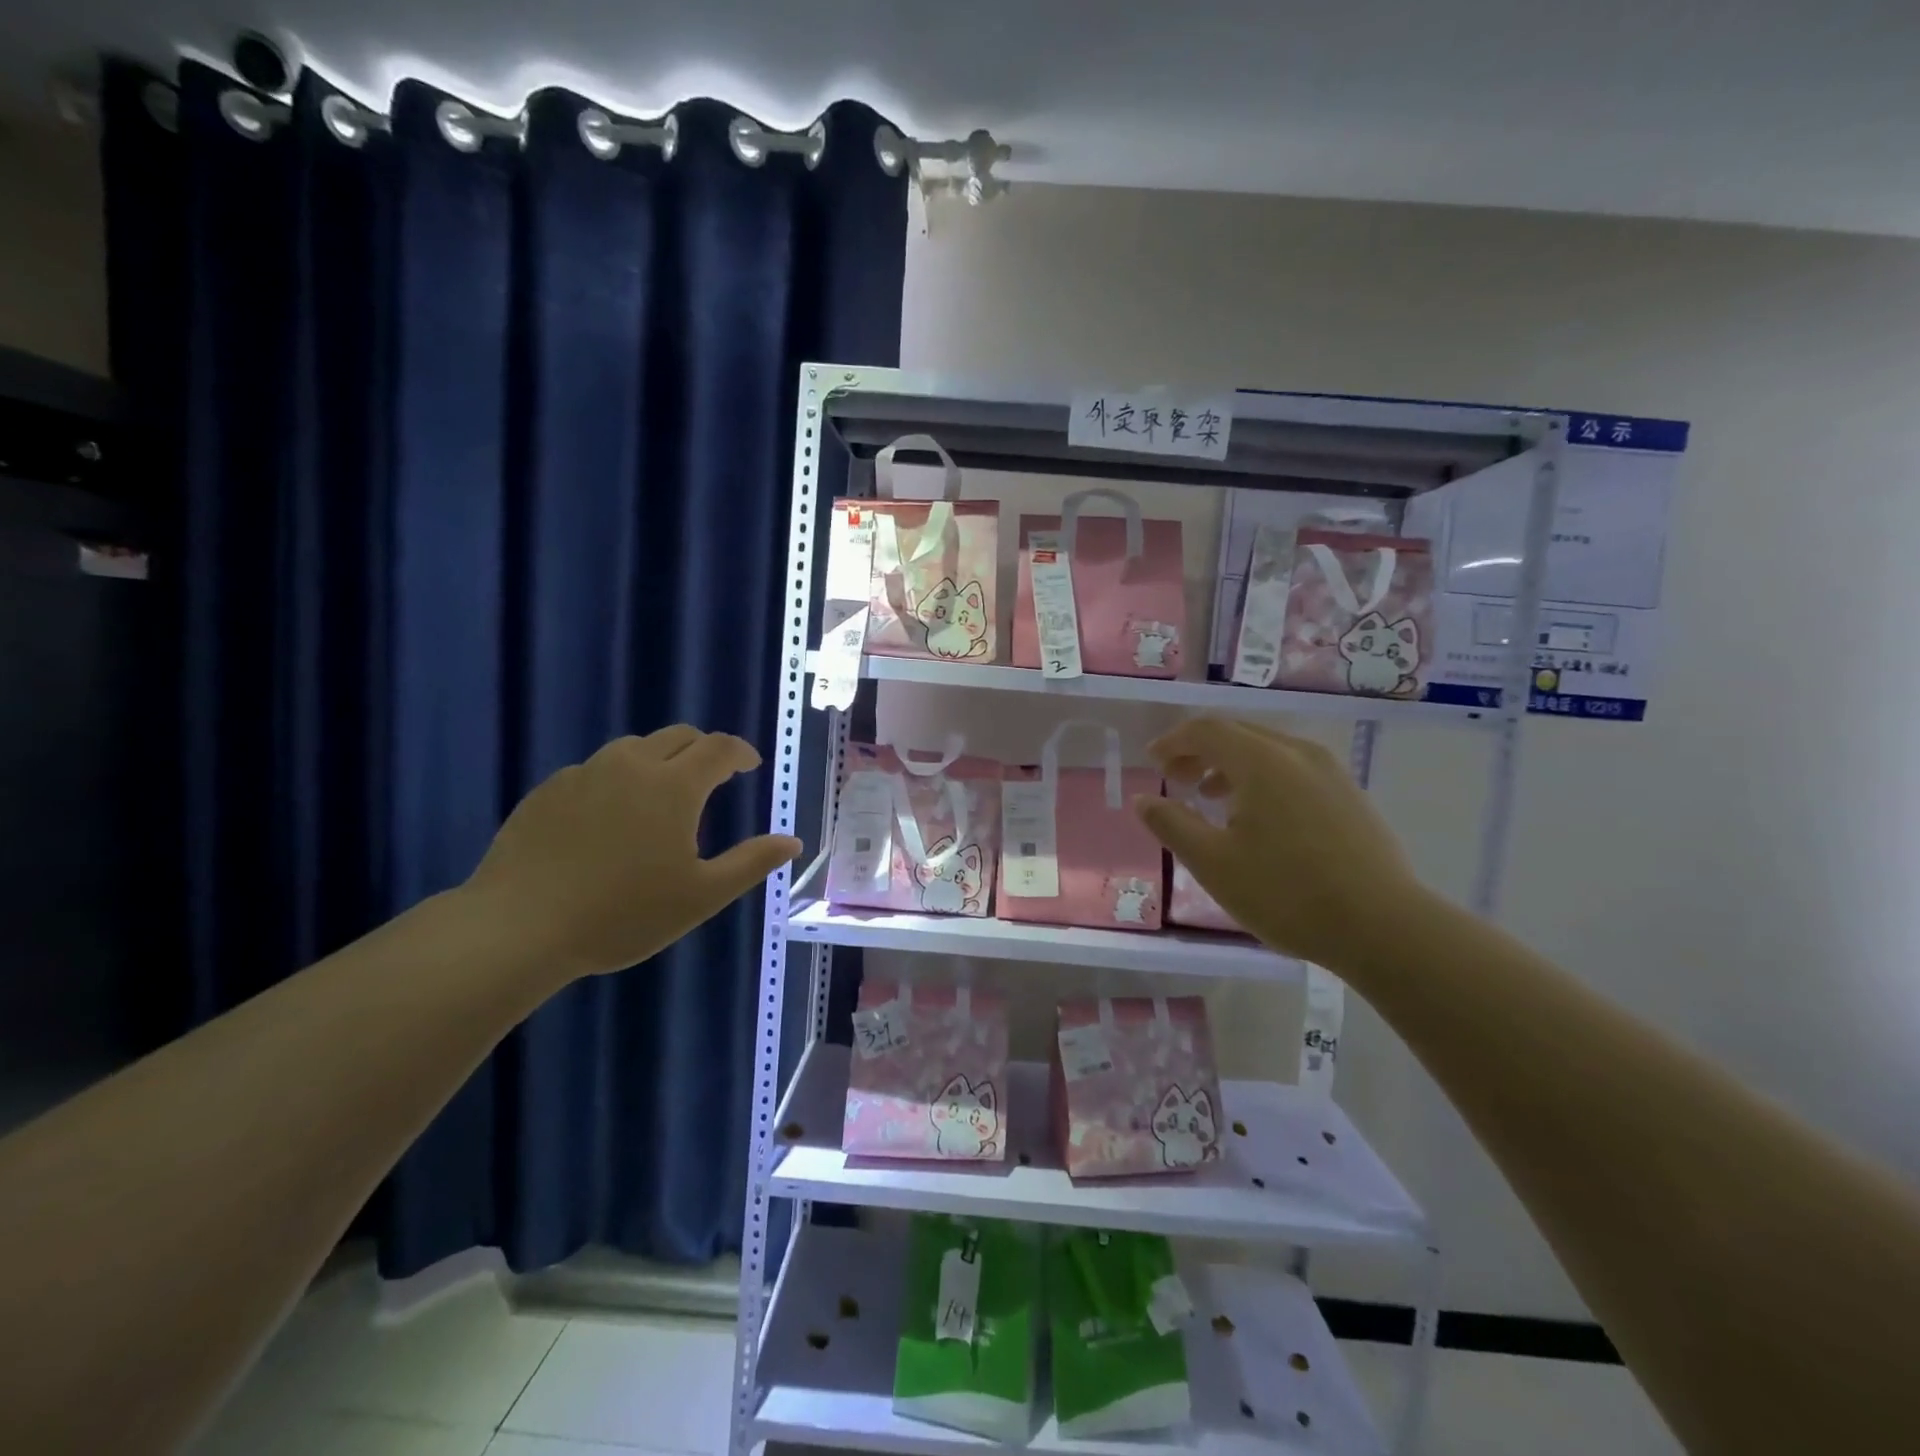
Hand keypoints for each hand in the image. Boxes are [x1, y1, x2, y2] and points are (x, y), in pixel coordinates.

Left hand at [463, 727, 801, 981]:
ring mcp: (583, 775)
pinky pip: (595, 770)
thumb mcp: (701, 896)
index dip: (739, 752)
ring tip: (663, 794)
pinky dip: (618, 779)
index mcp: (673, 786)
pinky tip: (610, 816)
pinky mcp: (547, 792)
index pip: (718, 748)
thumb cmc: (623, 914)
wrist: (517, 929)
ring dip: (660, 760)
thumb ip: (751, 863)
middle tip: (714, 776)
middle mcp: (631, 766)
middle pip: (677, 736)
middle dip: (703, 749)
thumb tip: (792, 842)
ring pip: (633, 749)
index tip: (750, 766)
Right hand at [1134, 718, 1430, 969]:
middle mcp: (1298, 753)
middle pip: (1238, 733)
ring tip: (1211, 797)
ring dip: (1230, 765)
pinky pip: (1292, 769)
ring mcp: (1330, 772)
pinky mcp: (1349, 795)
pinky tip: (1257, 817)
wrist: (1384, 927)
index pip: (1207, 730)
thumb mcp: (1213, 863)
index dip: (1173, 741)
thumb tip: (1144, 799)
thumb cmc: (1287, 893)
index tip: (1153, 762)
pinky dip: (1261, 778)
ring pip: (1267, 751)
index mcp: (1262, 761)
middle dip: (1199, 750)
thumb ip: (1172, 824)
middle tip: (1175, 778)